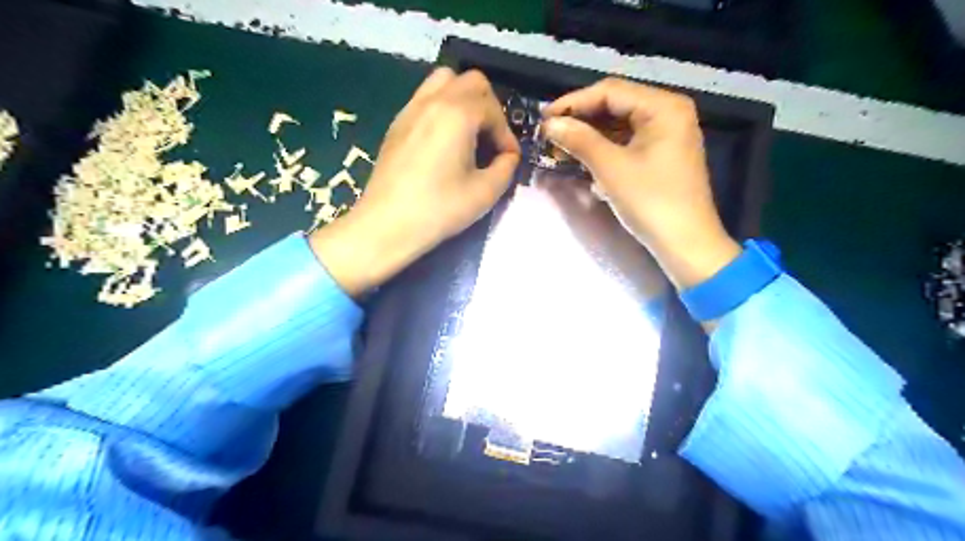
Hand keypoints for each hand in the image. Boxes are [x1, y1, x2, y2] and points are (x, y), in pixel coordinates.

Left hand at [309, 68, 519, 295]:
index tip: (508, 159)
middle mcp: (433, 101)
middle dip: (489, 107)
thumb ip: (506, 168)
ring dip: (464, 100)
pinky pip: (425, 98)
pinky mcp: (397, 123)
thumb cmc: (438, 209)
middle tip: (492, 139)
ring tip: (469, 132)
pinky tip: (444, 141)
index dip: (506, 134)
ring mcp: (410, 109)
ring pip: (444, 81)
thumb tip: (508, 157)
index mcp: (457, 114)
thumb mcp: (484, 193)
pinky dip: (443, 107)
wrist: (386, 225)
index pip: (493, 109)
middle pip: (471, 82)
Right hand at [542, 79, 740, 289]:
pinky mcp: (662, 155)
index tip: (543, 118)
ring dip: (590, 137)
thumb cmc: (651, 202)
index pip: (610, 91)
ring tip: (561, 149)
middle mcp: (668, 113)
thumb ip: (579, 140)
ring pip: (619, 126)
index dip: (573, 103)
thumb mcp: (611, 168)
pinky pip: (627, 143)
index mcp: (663, 107)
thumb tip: (549, 123)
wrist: (685, 244)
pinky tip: (584, 161)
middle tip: (550, 135)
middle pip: (615, 106)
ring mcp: (667, 135)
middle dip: (581, 121)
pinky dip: (605, 150)